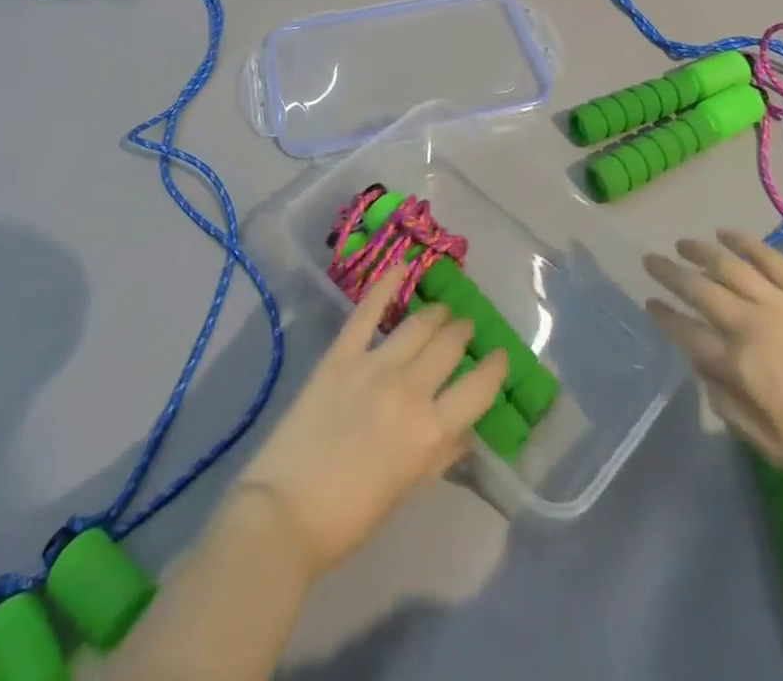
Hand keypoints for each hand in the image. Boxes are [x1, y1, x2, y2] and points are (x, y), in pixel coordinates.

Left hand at [231, 266, 509, 581]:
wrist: (282, 514)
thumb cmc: (349, 517)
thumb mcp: (406, 490)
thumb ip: (438, 456)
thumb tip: (465, 432)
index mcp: (430, 431)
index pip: (479, 388)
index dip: (495, 368)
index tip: (500, 356)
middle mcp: (409, 390)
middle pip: (449, 346)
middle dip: (463, 333)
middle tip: (465, 328)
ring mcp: (374, 366)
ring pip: (419, 325)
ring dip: (437, 314)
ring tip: (443, 310)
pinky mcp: (341, 355)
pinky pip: (368, 311)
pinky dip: (386, 284)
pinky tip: (401, 265)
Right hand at [644, 232, 782, 500]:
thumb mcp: (778, 451)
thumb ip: (733, 411)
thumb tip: (705, 375)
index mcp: (742, 366)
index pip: (689, 333)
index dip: (665, 316)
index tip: (649, 303)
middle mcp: (753, 325)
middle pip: (701, 290)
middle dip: (671, 273)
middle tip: (649, 260)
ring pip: (730, 266)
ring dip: (700, 251)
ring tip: (681, 242)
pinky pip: (770, 258)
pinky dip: (744, 242)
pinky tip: (726, 233)